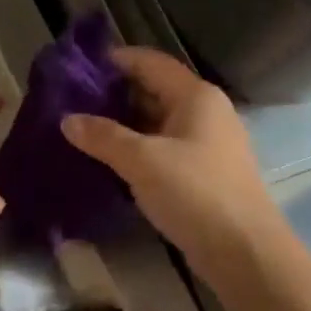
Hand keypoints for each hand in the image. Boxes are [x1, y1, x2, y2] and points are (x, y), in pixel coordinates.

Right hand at [61, 48, 285, 288]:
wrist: (242, 250)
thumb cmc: (194, 193)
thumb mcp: (142, 161)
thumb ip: (103, 137)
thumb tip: (68, 120)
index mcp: (196, 96)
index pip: (150, 62)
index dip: (115, 60)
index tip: (78, 67)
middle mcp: (205, 112)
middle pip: (154, 90)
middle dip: (114, 94)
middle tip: (71, 102)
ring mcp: (206, 143)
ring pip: (157, 122)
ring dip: (123, 124)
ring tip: (82, 129)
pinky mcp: (202, 172)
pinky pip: (163, 148)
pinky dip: (137, 148)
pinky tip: (109, 159)